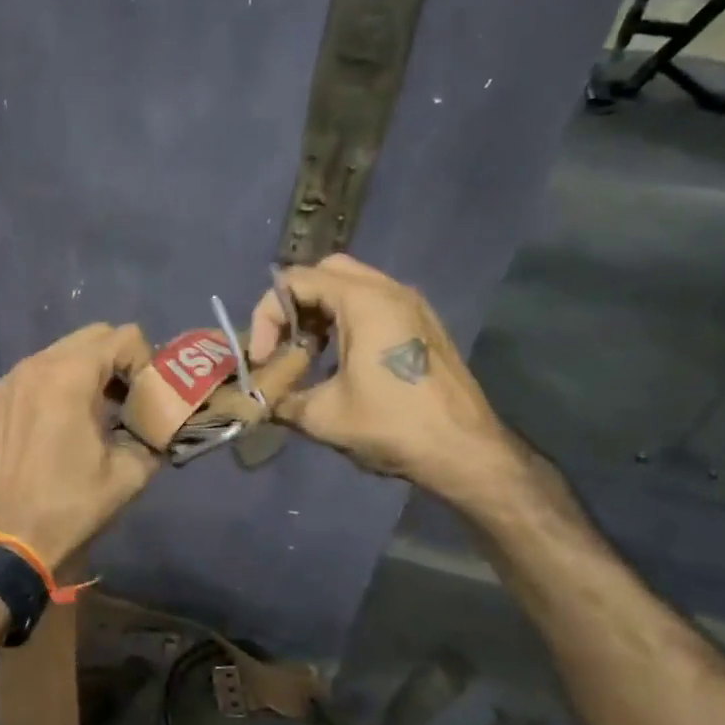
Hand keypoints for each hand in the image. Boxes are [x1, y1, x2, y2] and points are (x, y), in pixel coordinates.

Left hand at [0, 323, 162, 567]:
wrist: (9, 547)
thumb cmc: (72, 509)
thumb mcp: (130, 474)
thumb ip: (152, 434)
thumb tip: (161, 422)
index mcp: (68, 377)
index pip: (122, 337)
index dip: (144, 361)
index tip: (144, 396)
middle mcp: (30, 368)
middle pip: (86, 339)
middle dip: (113, 362)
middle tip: (123, 401)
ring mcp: (0, 385)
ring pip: (52, 358)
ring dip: (77, 376)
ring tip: (86, 416)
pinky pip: (23, 382)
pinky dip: (43, 393)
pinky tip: (46, 430)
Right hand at [247, 254, 522, 510]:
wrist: (464, 451)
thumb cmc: (392, 426)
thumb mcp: (322, 416)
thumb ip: (282, 399)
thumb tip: (261, 400)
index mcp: (364, 302)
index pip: (296, 281)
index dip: (267, 317)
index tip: (262, 359)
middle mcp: (390, 291)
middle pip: (326, 272)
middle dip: (294, 304)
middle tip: (283, 343)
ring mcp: (412, 305)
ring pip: (352, 286)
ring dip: (320, 312)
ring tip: (306, 354)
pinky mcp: (423, 325)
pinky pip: (374, 304)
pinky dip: (346, 319)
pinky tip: (338, 361)